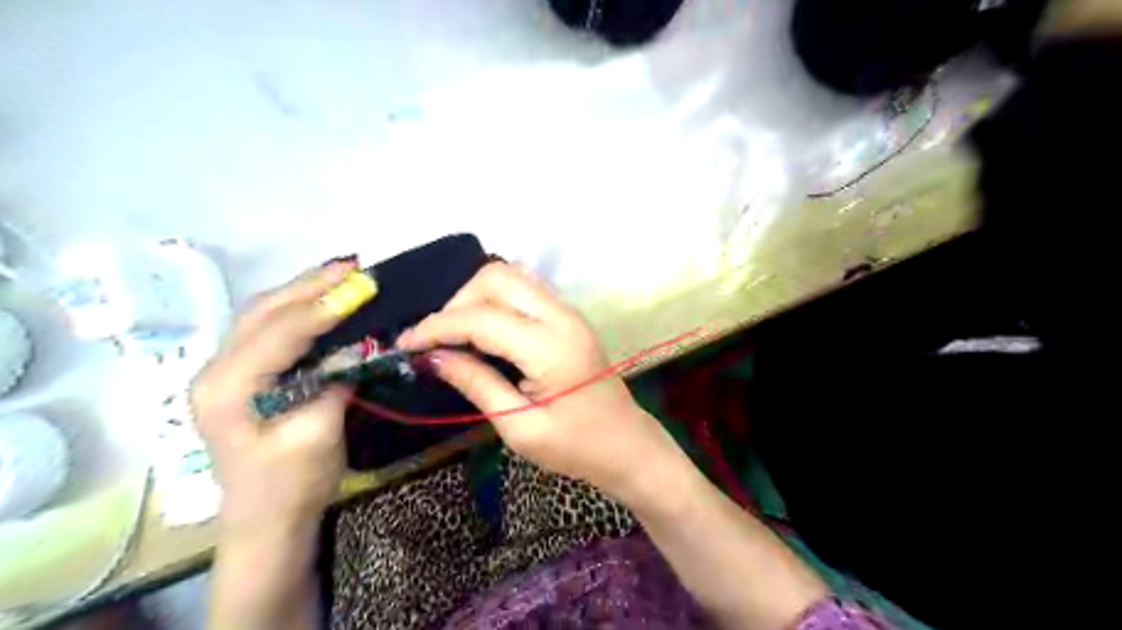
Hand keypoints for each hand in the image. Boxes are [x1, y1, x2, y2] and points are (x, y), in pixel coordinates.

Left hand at [192, 261, 359, 535]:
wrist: (266, 519)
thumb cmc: (291, 484)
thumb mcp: (318, 436)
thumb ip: (332, 385)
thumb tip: (354, 346)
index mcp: (228, 389)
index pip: (278, 333)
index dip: (321, 308)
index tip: (360, 287)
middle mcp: (216, 371)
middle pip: (263, 313)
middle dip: (309, 286)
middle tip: (352, 267)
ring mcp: (225, 371)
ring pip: (263, 315)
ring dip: (303, 291)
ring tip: (341, 274)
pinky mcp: (242, 375)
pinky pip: (269, 329)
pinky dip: (298, 309)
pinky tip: (322, 300)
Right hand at [394, 261, 673, 502]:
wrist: (627, 444)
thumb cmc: (576, 447)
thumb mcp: (519, 427)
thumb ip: (476, 383)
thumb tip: (434, 357)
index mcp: (550, 348)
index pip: (481, 318)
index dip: (436, 327)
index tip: (405, 344)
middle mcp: (561, 317)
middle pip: (496, 278)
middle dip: (456, 303)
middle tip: (436, 341)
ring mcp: (568, 312)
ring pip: (510, 276)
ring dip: (475, 296)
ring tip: (455, 334)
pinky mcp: (569, 317)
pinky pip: (524, 289)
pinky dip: (495, 299)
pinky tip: (483, 329)